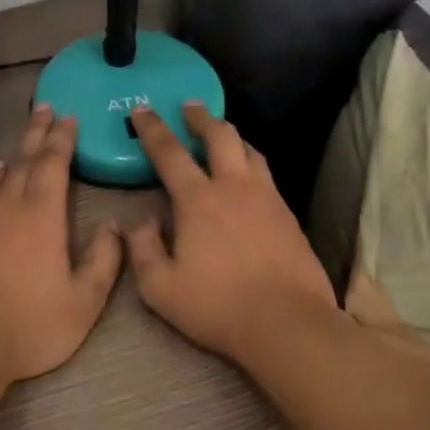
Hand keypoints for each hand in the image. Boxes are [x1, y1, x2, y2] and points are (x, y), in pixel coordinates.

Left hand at [0, 103, 123, 383]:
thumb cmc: (29, 324)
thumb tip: (113, 226)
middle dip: (36, 133)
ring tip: (19, 146)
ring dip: (13, 156)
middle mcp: (7, 207)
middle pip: (23, 160)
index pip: (52, 163)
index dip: (62, 138)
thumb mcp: (83, 300)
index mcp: (41, 214)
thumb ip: (104, 260)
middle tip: (44, 108)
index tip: (68, 117)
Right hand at [127, 103, 337, 365]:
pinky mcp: (288, 215)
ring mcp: (266, 198)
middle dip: (200, 116)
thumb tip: (141, 222)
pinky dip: (250, 162)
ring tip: (220, 135)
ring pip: (249, 150)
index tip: (142, 110)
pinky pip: (266, 175)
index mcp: (198, 200)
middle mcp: (234, 188)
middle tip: (189, 106)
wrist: (287, 322)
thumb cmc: (217, 306)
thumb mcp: (160, 288)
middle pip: (220, 135)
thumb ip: (143, 249)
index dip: (152, 128)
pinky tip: (247, 176)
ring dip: (230, 136)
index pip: (169, 153)